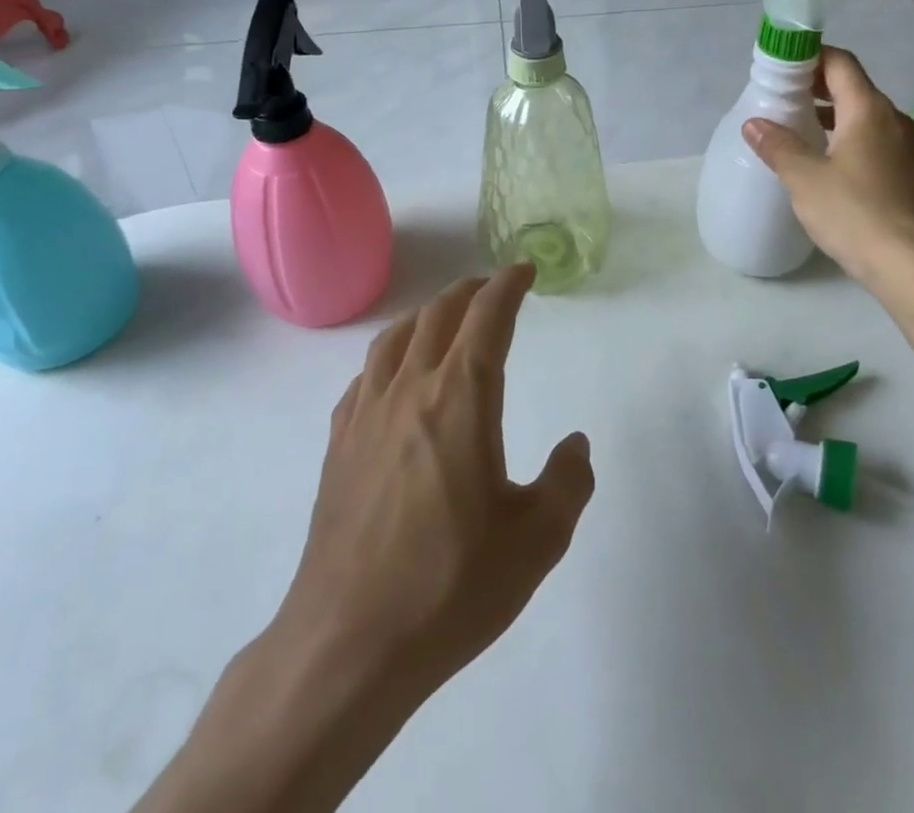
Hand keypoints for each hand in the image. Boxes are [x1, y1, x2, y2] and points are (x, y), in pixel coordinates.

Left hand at [278, 264, 594, 697]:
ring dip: (426, 314)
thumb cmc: (449, 586)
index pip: (487, 317)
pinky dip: (388, 356)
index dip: (507, 285)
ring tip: (443, 317)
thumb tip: (575, 445)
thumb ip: (568, 483)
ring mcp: (366, 414)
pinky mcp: (338, 444)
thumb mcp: (535, 542)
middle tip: (491, 288)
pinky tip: (393, 376)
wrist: (348, 642)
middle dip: (469, 292)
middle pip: (438, 315)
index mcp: (460, 398)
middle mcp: (410, 389)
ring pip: (395, 337)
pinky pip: (365, 377)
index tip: (524, 270)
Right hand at [742, 45, 913, 288]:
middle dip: (817, 87)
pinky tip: (829, 166)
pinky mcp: (911, 178)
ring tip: (801, 129)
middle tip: (783, 97)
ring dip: (834, 116)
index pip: (840, 63)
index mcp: (869, 110)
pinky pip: (876, 143)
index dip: (811, 56)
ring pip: (866, 118)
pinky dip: (849, 140)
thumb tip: (753, 123)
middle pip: (854, 88)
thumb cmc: (856, 213)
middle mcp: (894, 121)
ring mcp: (908, 150)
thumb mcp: (805, 179)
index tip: (781, 66)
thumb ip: (779, 146)